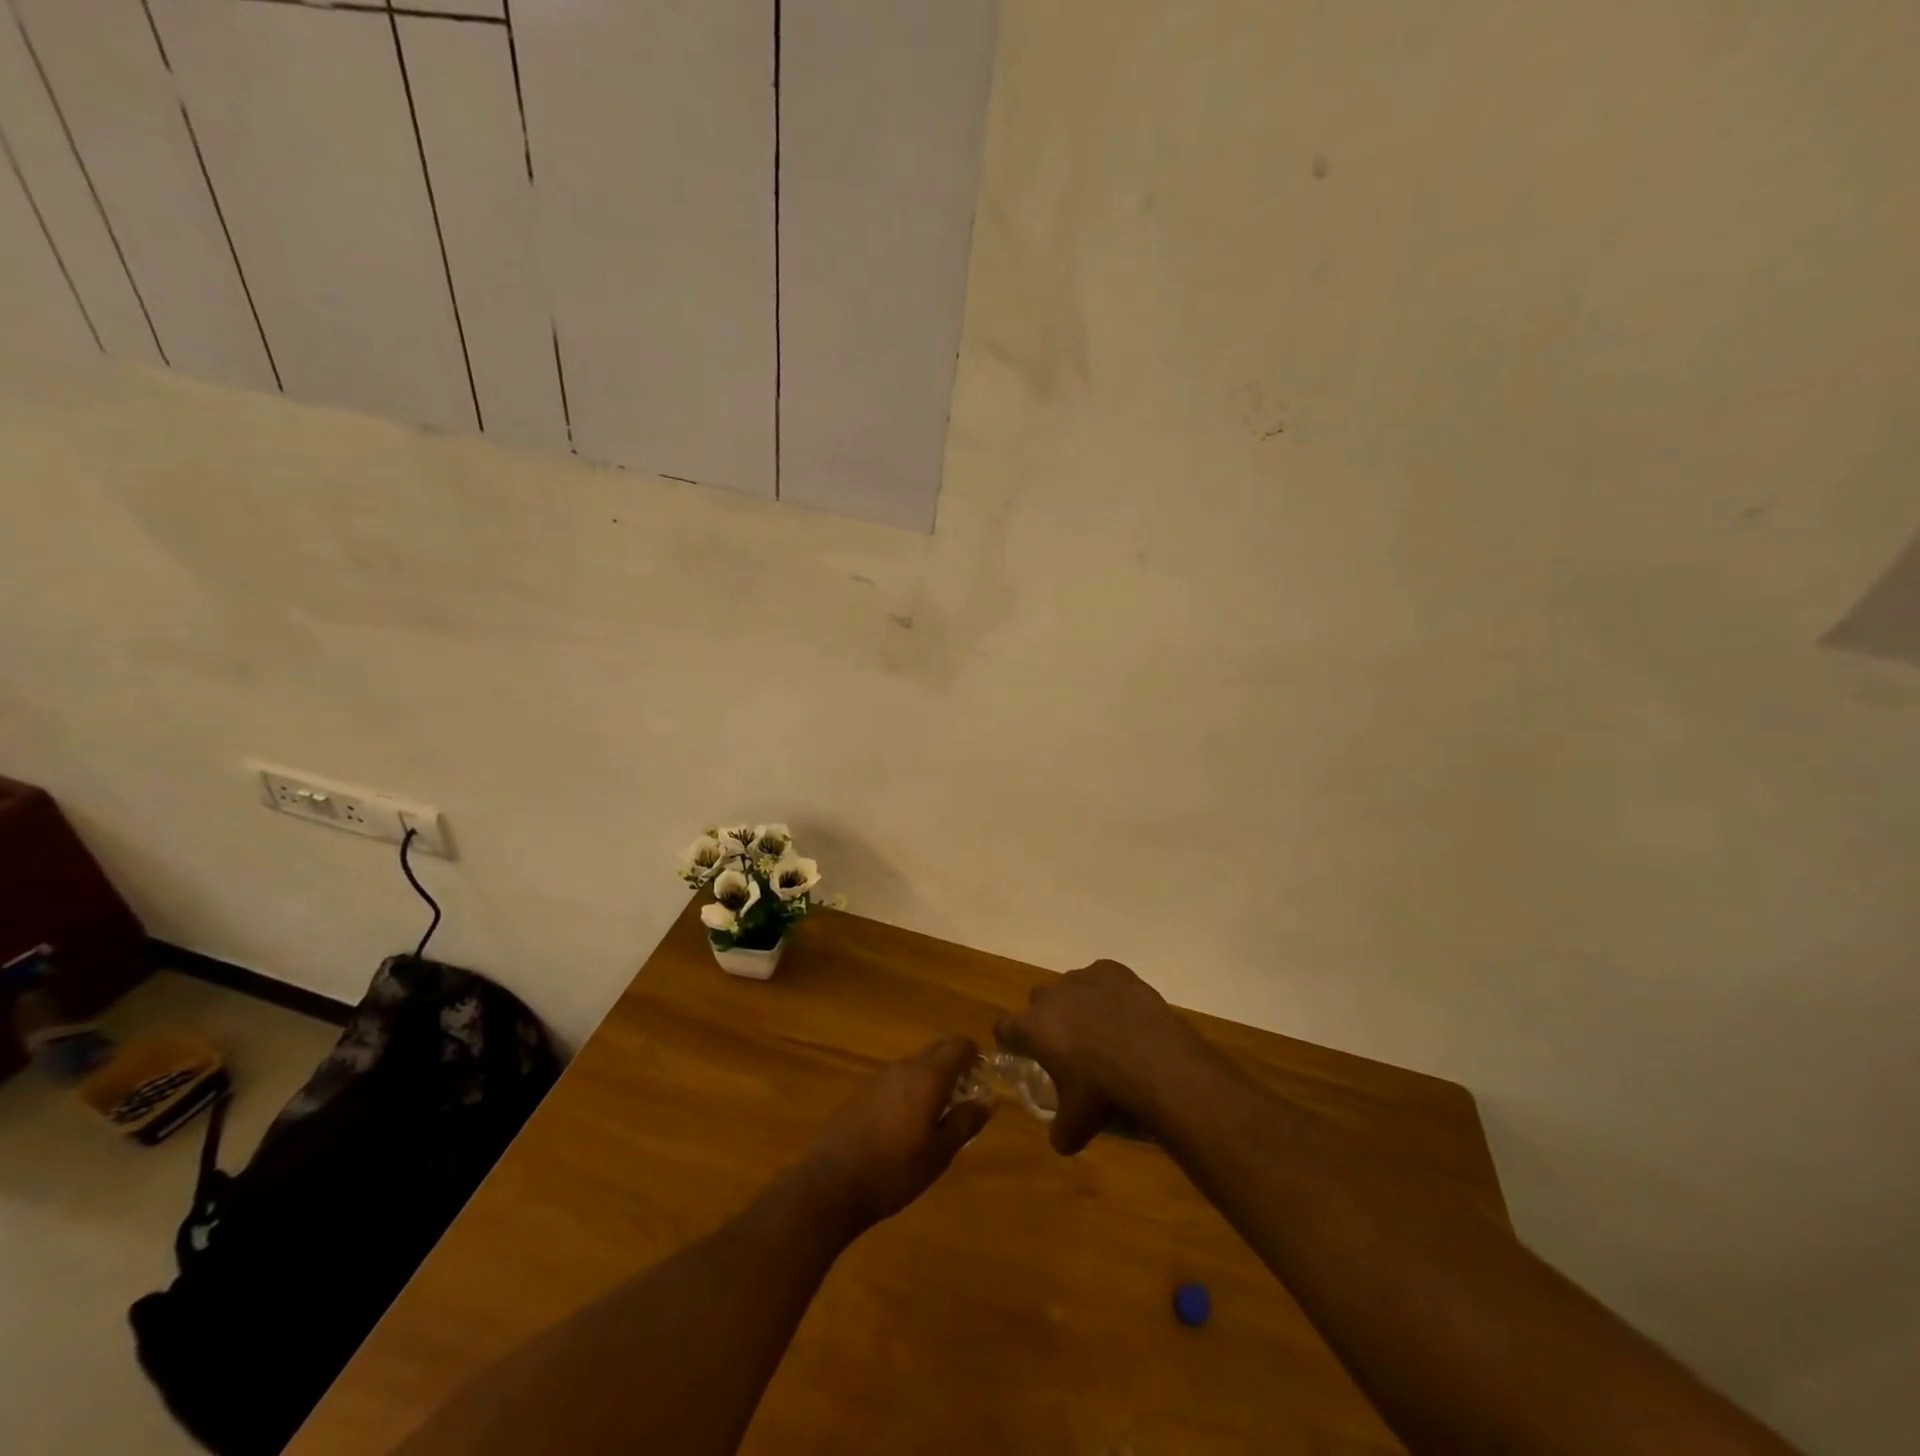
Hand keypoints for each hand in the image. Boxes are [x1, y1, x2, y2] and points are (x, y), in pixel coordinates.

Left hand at [800, 1037, 992, 1233]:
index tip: (982, 1078)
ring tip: (937, 1116)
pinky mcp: (862, 1091)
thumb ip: (966, 1122)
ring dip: (931, 1080)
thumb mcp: (940, 1153)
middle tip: (964, 1098)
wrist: (832, 1182)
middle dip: (954, 1066)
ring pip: (916, 1066)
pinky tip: (906, 1124)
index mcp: (928, 1076)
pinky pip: (896, 1080)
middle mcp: (905, 1067)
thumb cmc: (894, 1170)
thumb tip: (989, 1099)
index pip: (959, 1045)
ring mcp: (880, 1077)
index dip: (975, 1055)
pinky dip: (909, 1091)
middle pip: (937, 1051)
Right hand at [997, 959, 1221, 1154]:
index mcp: (1033, 1027)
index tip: (1022, 1054)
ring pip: (1070, 988)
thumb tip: (1060, 1139)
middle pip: (1038, 1002)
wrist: (1157, 1064)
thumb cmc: (1105, 1093)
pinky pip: (1101, 978)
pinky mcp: (1113, 970)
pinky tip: (1124, 1014)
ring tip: (1103, 1031)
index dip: (1012, 1042)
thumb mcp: (1076, 1126)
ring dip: (1078, 1004)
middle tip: (1068, 1047)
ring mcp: (1083, 978)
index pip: (1005, 1028)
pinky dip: (1107, 992)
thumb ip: (1059, 1131)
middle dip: (1048, 1020)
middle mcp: (1051, 995)